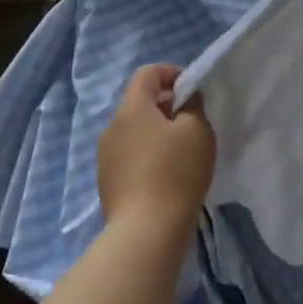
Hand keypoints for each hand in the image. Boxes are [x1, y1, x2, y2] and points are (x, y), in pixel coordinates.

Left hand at [97, 65, 215, 234]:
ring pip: (133, 129)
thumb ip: (193, 104)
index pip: (147, 73)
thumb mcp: (197, 130)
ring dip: (155, 131)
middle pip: (139, 101)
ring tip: (179, 151)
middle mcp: (112, 126)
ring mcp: (105, 155)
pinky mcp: (107, 180)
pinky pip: (128, 153)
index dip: (172, 73)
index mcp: (132, 108)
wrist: (146, 230)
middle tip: (191, 122)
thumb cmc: (176, 172)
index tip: (192, 91)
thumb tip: (186, 98)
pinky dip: (146, 153)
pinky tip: (164, 174)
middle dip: (166, 104)